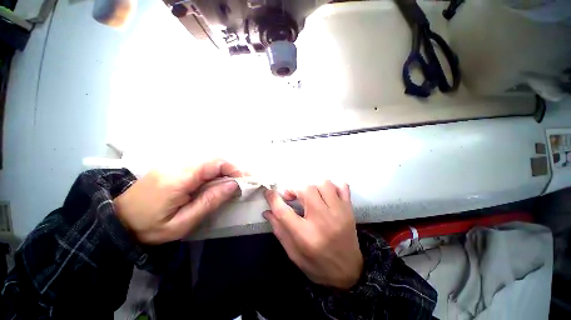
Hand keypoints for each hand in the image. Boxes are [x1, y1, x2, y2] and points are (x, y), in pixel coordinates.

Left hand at [114, 159, 243, 243]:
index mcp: (179, 177)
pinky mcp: (172, 167)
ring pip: (208, 161)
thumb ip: (209, 201)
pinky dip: (213, 172)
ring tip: (232, 184)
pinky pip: (199, 165)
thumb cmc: (148, 228)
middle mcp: (177, 164)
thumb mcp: (182, 222)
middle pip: (213, 159)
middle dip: (232, 170)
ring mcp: (173, 163)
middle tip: (242, 183)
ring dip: (223, 171)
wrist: (117, 221)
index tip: (244, 181)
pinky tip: (216, 183)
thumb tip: (233, 185)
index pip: (215, 163)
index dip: (234, 168)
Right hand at [263, 181, 362, 289]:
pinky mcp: (349, 209)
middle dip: (294, 189)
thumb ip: (280, 231)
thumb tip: (267, 212)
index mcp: (306, 237)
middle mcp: (323, 221)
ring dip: (311, 186)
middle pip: (306, 190)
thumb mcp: (294, 254)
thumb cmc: (318, 265)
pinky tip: (326, 194)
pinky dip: (332, 185)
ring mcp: (339, 212)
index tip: (268, 192)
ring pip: (323, 184)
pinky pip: (342, 186)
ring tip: (308, 195)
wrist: (350, 272)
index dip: (273, 199)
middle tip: (291, 197)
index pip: (284, 211)